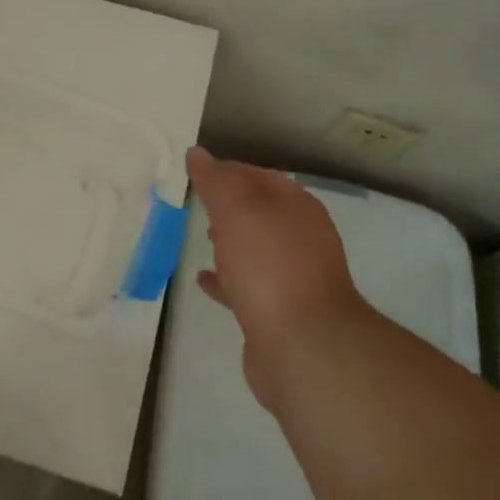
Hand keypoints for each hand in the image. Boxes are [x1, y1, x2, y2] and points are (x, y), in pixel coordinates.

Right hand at [185, 146, 368, 410]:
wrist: (304, 346)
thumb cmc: (270, 266)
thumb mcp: (236, 211)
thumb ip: (215, 181)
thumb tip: (197, 153)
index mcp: (297, 207)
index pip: (259, 175)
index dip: (227, 170)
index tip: (196, 171)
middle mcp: (301, 238)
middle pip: (260, 212)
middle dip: (230, 206)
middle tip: (197, 202)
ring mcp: (294, 277)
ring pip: (256, 249)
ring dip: (231, 242)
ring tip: (201, 237)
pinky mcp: (280, 312)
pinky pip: (247, 286)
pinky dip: (226, 279)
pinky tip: (203, 280)